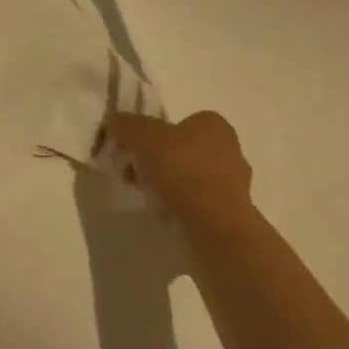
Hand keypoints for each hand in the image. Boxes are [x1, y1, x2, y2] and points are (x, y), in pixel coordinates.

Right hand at [105, 109, 253, 226]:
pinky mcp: (231, 216)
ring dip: (169, 184)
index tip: (137, 146)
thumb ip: (125, 125)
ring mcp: (234, 187)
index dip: (157, 131)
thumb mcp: (141, 135)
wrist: (215, 227)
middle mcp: (230, 152)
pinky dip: (180, 206)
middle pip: (185, 150)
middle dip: (160, 159)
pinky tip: (164, 213)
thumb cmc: (182, 169)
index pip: (182, 121)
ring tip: (146, 194)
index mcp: (215, 127)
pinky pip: (198, 204)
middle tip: (136, 171)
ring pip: (191, 178)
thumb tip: (113, 123)